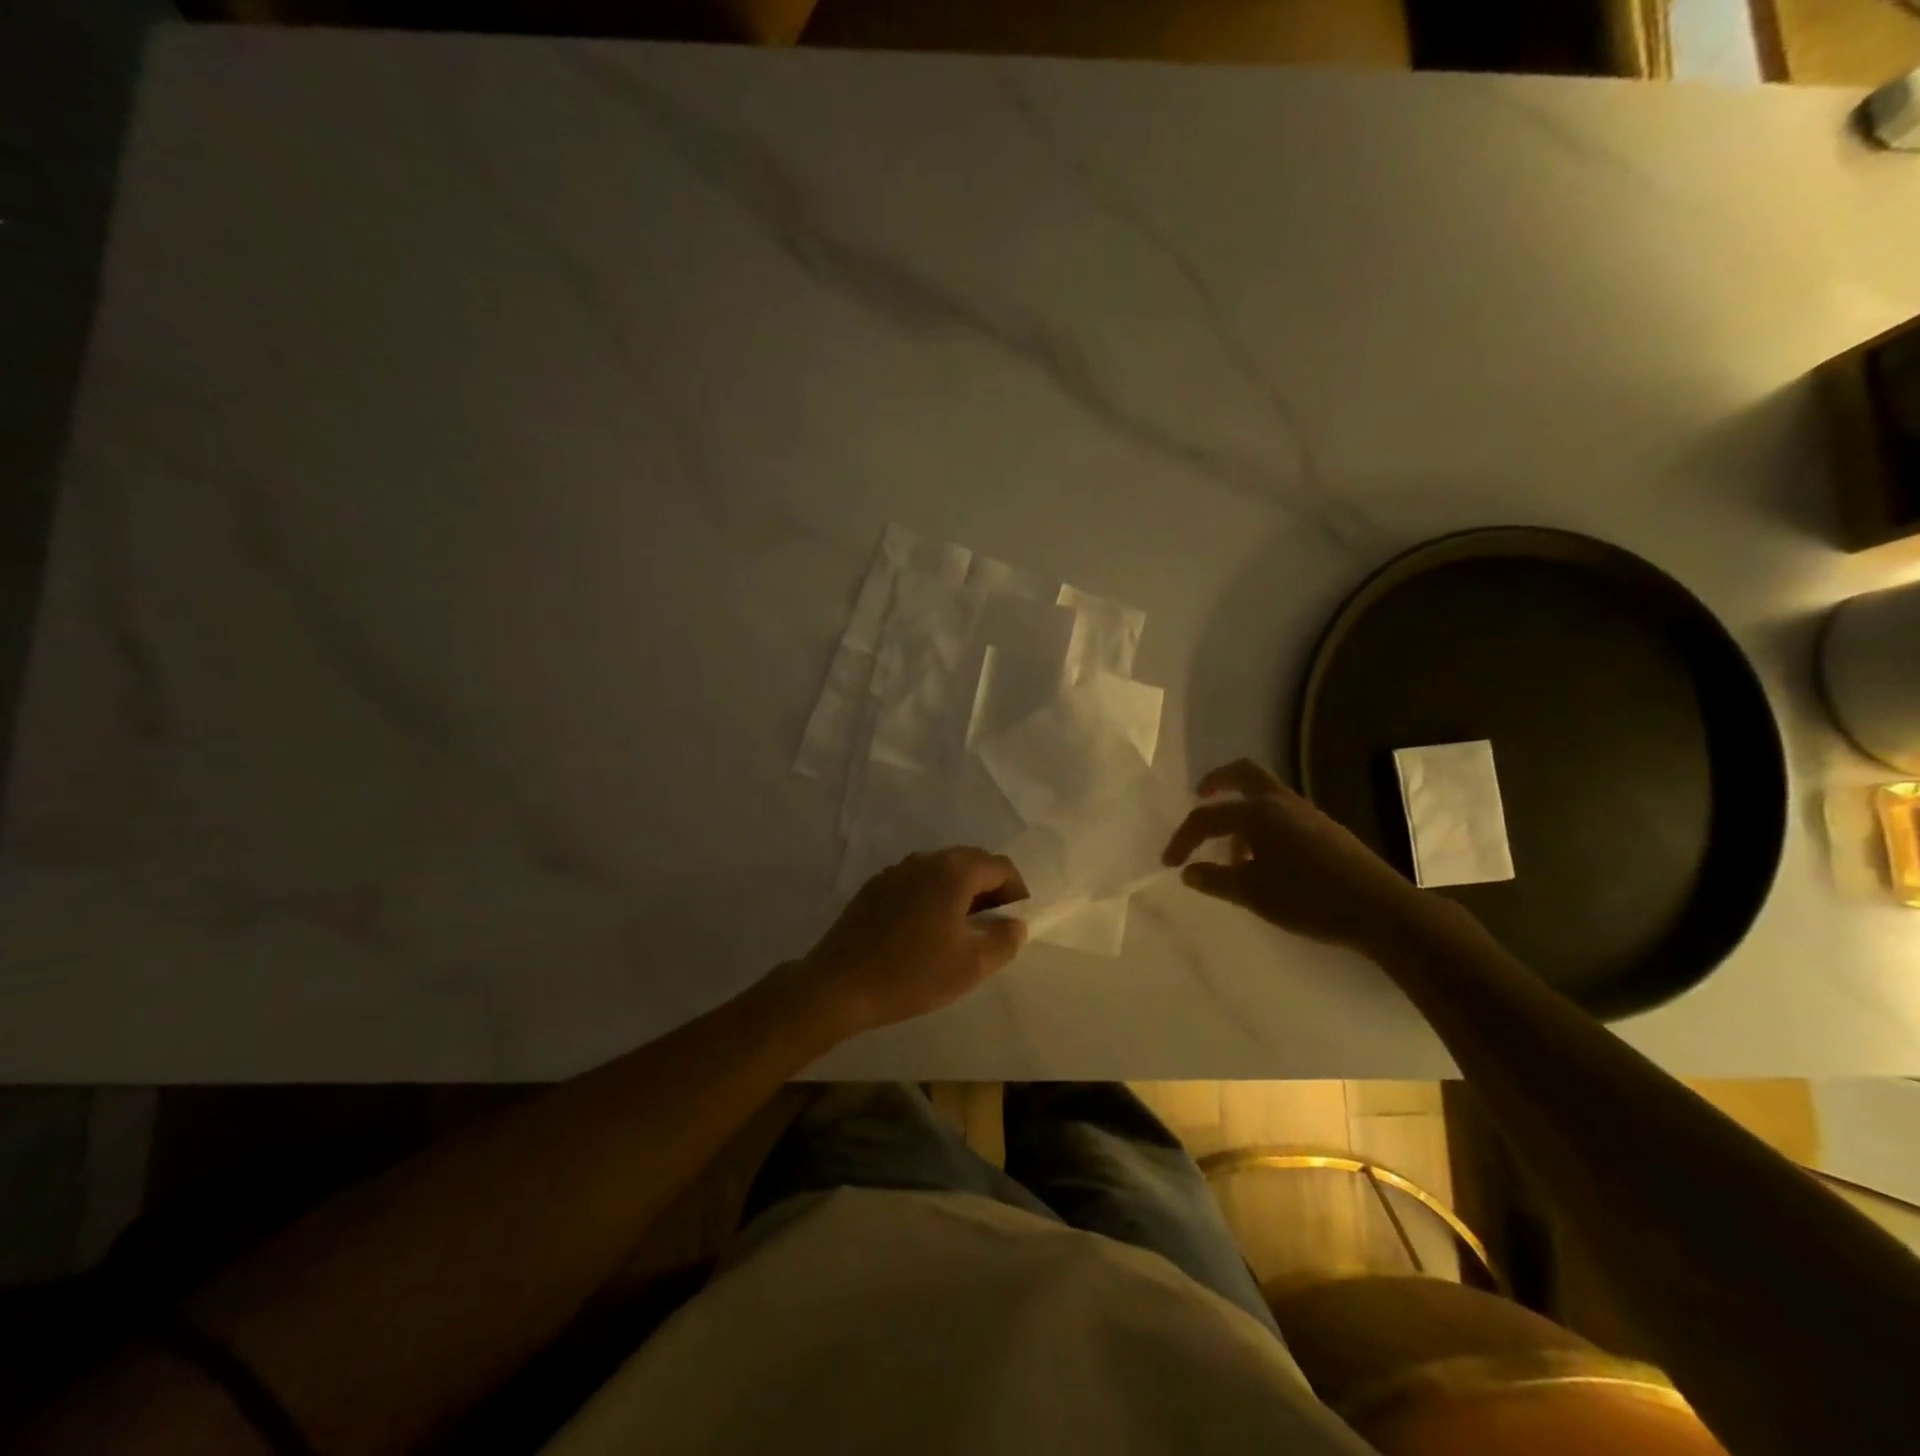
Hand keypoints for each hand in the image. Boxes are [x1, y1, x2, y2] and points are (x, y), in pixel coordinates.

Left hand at [798, 848, 1028, 1036]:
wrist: (839, 985)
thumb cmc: (912, 973)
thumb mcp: (972, 964)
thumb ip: (1004, 939)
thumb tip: (1014, 923)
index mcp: (953, 871)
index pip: (1000, 867)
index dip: (1016, 892)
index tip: (1014, 924)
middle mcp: (925, 860)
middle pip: (970, 864)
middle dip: (989, 892)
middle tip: (991, 929)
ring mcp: (895, 871)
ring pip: (941, 874)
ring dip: (959, 895)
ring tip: (958, 934)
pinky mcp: (874, 888)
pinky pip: (915, 884)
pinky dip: (931, 900)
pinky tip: (922, 935)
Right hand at [1161, 759, 1426, 952]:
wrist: (1380, 910)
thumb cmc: (1308, 899)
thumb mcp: (1252, 894)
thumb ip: (1215, 880)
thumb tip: (1189, 872)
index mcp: (1258, 813)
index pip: (1207, 816)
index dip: (1182, 838)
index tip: (1170, 863)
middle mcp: (1281, 803)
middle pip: (1243, 773)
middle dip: (1217, 781)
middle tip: (1199, 797)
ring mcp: (1307, 814)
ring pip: (1264, 796)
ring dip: (1240, 812)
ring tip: (1230, 852)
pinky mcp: (1324, 830)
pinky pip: (1281, 814)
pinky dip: (1261, 826)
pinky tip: (1262, 862)